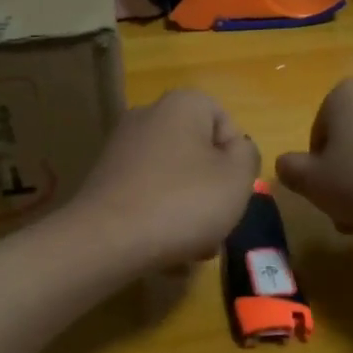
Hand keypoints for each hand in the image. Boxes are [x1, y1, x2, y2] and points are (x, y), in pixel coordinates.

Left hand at [65, 89, 260, 272]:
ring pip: (174, 176)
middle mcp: (148, 115)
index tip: (232, 190)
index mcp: (182, 104)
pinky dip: (160, 215)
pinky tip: (166, 249)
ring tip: (194, 247)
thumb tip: (236, 150)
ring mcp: (122, 147)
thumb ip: (247, 155)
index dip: (236, 159)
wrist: (107, 240)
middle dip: (212, 189)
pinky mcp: (105, 179)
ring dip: (189, 209)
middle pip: (198, 152)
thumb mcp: (238, 179)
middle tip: (217, 224)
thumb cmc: (183, 202)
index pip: (225, 122)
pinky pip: (147, 193)